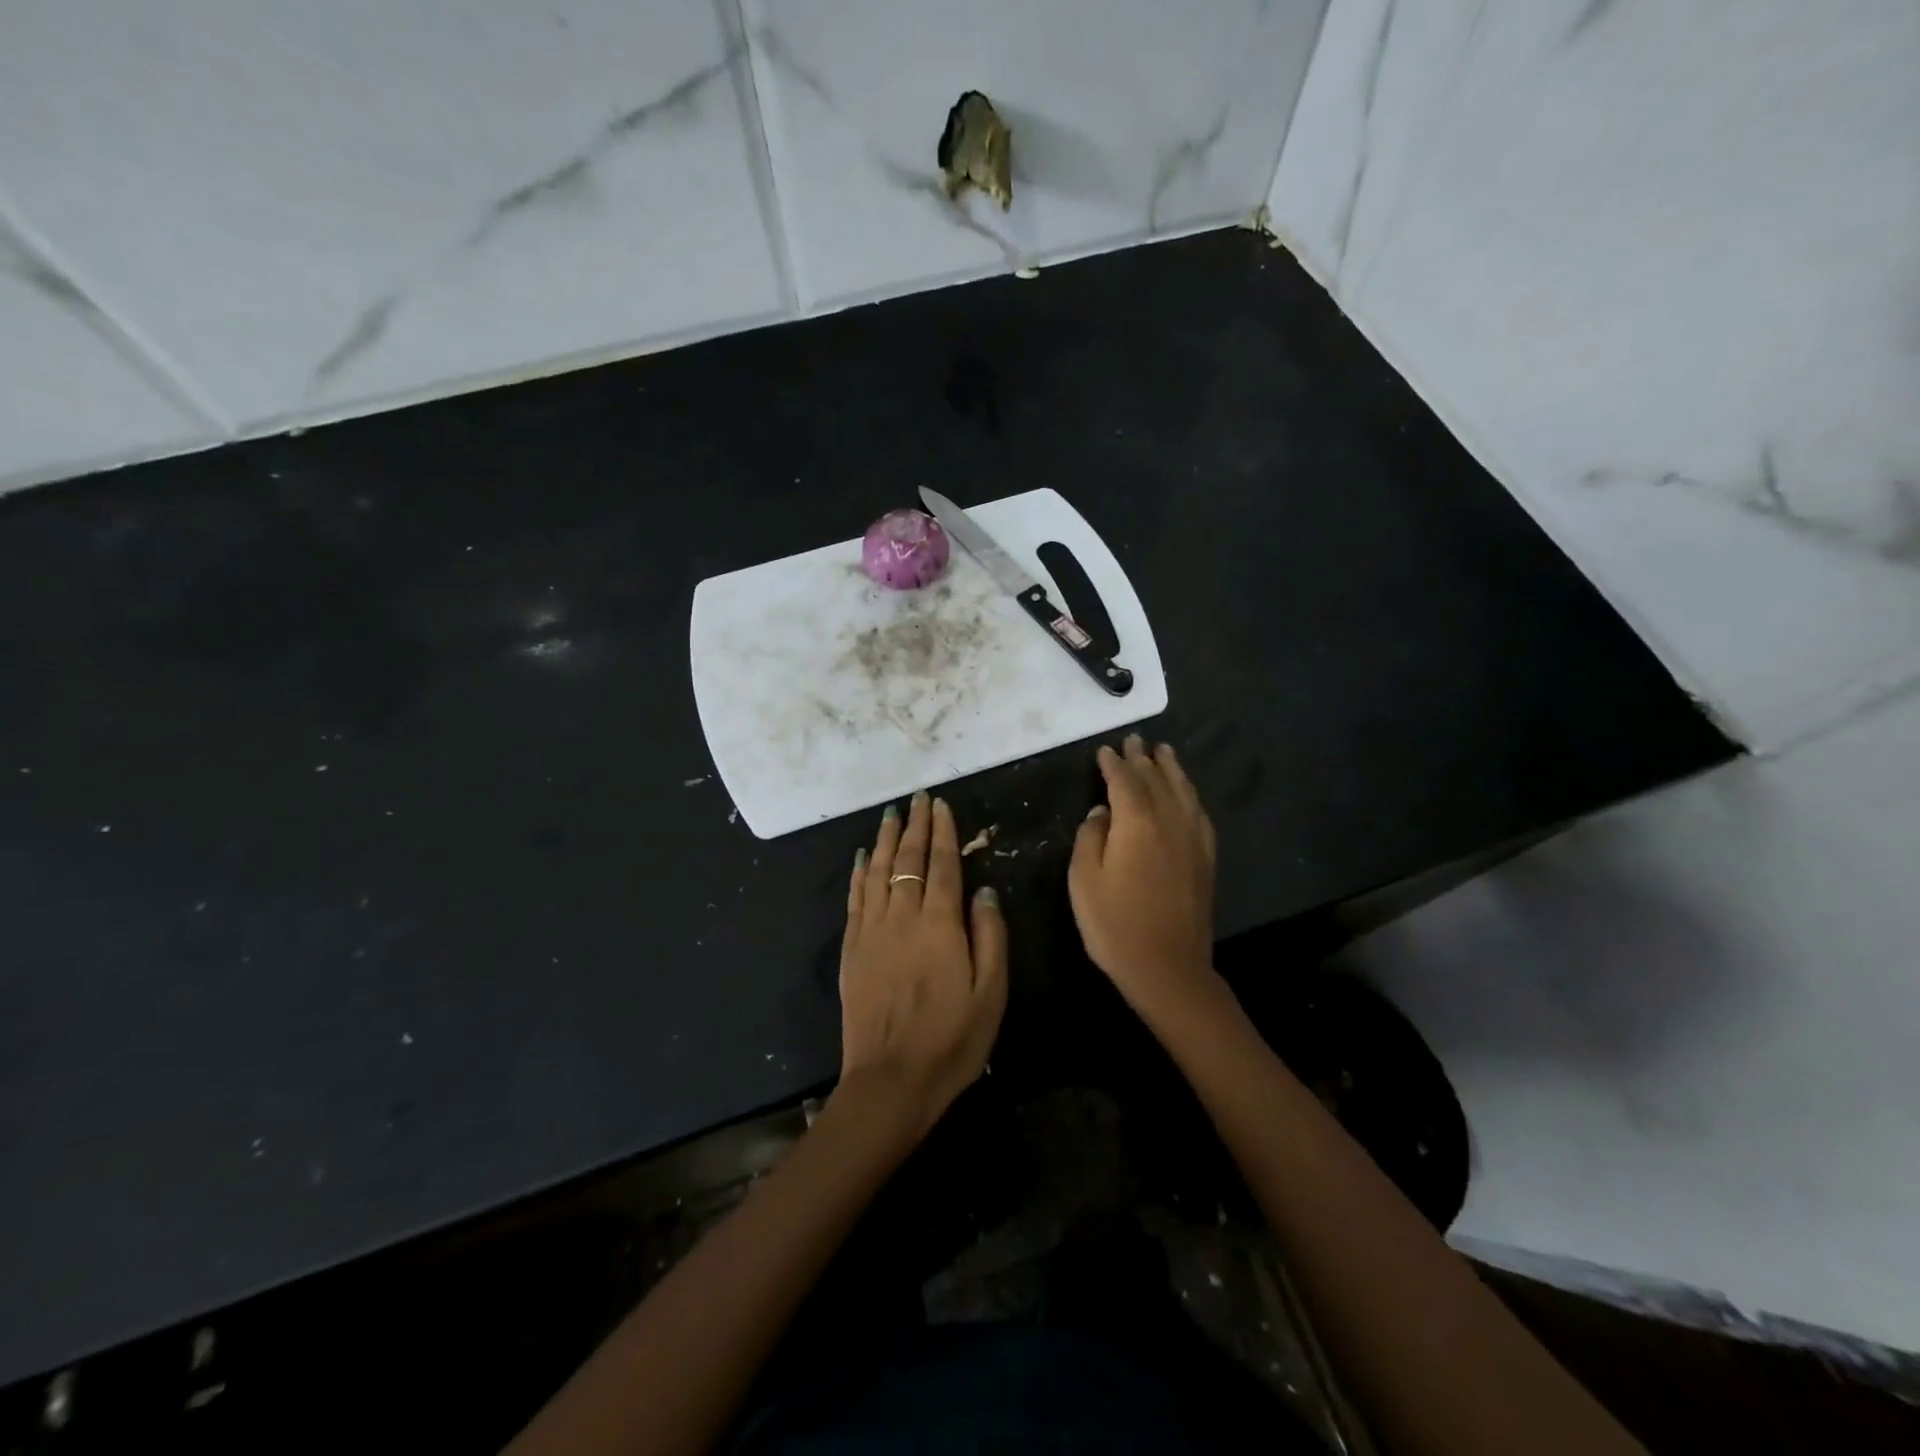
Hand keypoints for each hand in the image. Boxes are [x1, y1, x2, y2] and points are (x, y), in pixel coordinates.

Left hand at [837, 792, 1007, 1139]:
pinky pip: (856, 898)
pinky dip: (861, 873)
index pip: (941, 865)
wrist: (890, 1081)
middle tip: (917, 799)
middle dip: (914, 826)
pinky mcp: (852, 949)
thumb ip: (990, 936)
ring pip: (878, 872)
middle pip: (907, 859)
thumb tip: (984, 890)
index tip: (941, 805)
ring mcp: (872, 931)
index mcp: (940, 924)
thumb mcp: (991, 993)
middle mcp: (902, 917)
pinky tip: (864, 858)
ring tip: (891, 815)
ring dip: (886, 840)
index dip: (942, 833)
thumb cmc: (951, 1040)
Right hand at [1069, 735, 1218, 1019]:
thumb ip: (1090, 837)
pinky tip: (1187, 795)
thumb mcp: (1083, 880)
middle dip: (1143, 758)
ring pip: (1183, 791)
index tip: (1104, 750)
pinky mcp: (1205, 859)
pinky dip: (1190, 795)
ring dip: (1172, 769)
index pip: (1124, 781)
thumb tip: (1101, 812)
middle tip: (1134, 740)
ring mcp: (1192, 839)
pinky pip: (1199, 814)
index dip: (1113, 764)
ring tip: (1165, 752)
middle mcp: (1169, 821)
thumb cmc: (1115, 924)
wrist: (1168, 968)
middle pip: (1156, 779)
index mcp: (1137, 822)